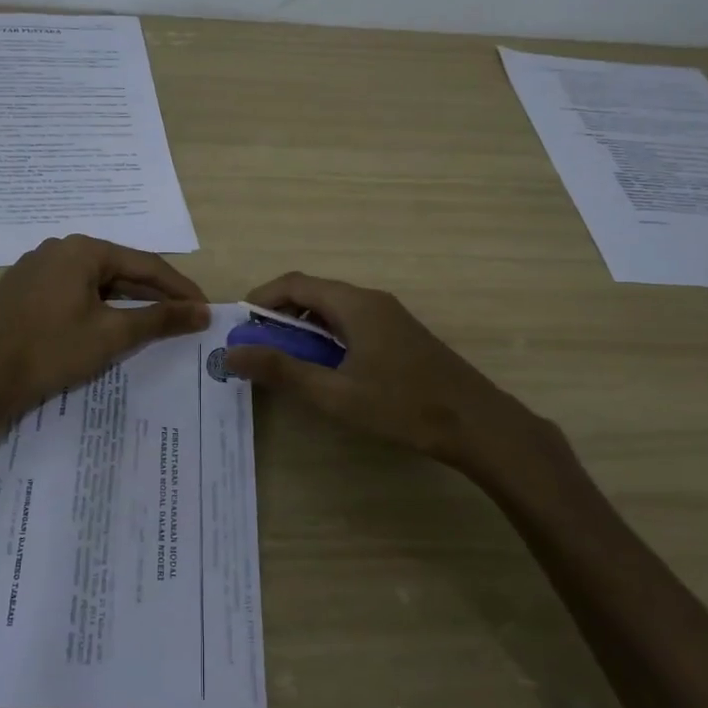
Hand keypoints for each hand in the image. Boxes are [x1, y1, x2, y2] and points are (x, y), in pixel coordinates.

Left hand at [0, 236, 208, 415]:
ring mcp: (35, 266)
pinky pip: (69, 290)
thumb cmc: (54, 350)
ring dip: (124, 300)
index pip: (145, 264)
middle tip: (182, 315)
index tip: (203, 308)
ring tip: (150, 321)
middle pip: (118, 269)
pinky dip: (94, 305)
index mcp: (83, 250)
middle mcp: (58, 248)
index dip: (178, 288)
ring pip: (93, 281)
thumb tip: (202, 311)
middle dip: (152, 293)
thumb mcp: (113, 334)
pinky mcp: (21, 288)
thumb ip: (160, 318)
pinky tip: (104, 323)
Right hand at [222, 272, 557, 471]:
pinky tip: (325, 371)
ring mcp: (389, 317)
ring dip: (303, 329)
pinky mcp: (399, 336)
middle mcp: (371, 300)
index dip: (261, 298)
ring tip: (285, 362)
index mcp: (354, 303)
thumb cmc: (401, 405)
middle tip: (257, 349)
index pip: (295, 283)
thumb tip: (232, 353)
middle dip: (279, 317)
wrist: (475, 423)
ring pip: (333, 311)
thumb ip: (282, 371)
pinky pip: (351, 324)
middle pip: (313, 294)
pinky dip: (326, 339)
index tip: (238, 326)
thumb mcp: (334, 393)